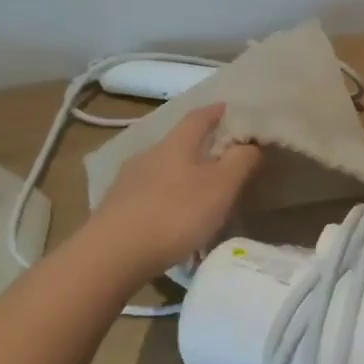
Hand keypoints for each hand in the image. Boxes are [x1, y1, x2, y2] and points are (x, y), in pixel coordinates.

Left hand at [80, 105, 260, 280]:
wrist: (112, 255)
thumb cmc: (175, 213)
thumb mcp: (221, 186)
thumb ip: (240, 161)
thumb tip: (251, 143)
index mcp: (176, 143)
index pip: (199, 116)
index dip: (216, 111)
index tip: (230, 108)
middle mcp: (149, 154)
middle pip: (178, 142)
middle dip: (200, 146)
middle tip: (222, 155)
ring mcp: (128, 181)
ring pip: (162, 169)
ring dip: (181, 174)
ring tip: (199, 191)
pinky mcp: (116, 208)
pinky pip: (148, 194)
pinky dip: (165, 197)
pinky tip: (172, 216)